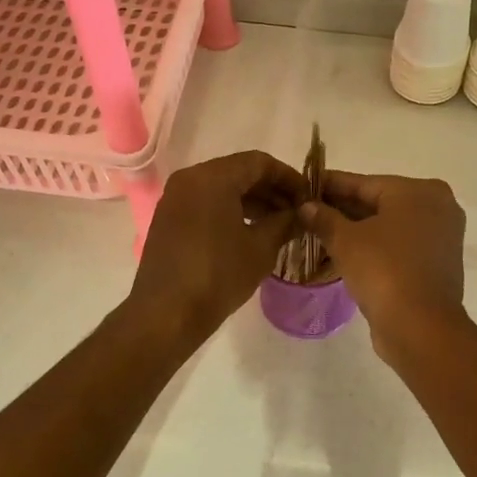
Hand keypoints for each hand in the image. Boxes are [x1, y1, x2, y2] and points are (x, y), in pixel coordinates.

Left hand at [127, 150, 303, 342]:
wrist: (166, 314)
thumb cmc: (218, 275)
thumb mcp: (261, 248)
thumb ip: (285, 222)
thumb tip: (301, 213)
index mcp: (212, 178)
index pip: (259, 162)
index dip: (288, 177)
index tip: (309, 196)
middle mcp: (190, 179)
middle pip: (239, 172)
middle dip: (271, 190)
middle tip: (297, 212)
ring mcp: (175, 199)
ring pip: (222, 188)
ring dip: (252, 202)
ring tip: (279, 225)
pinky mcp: (169, 220)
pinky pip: (206, 204)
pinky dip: (231, 211)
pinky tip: (251, 233)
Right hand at [301, 172, 467, 359]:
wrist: (420, 326)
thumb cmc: (383, 270)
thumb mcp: (345, 240)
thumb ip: (324, 217)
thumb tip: (306, 206)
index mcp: (419, 191)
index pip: (364, 183)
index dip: (330, 185)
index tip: (305, 186)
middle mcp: (437, 207)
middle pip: (379, 203)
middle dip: (343, 209)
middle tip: (307, 212)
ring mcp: (441, 237)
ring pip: (389, 227)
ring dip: (357, 230)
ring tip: (320, 233)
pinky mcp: (437, 264)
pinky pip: (399, 247)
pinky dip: (375, 248)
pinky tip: (345, 253)